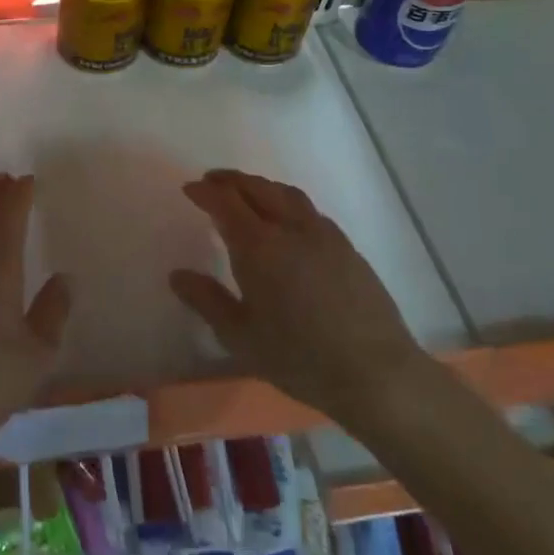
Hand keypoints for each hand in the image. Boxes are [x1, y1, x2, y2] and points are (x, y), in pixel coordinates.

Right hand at [169, 169, 421, 416]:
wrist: (376, 373)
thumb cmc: (299, 358)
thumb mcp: (240, 336)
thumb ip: (206, 301)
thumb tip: (177, 275)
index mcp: (259, 246)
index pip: (226, 203)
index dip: (205, 192)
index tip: (190, 189)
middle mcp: (291, 229)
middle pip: (258, 188)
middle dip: (231, 181)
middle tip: (212, 181)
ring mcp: (324, 236)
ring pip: (287, 194)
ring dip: (261, 186)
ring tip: (247, 193)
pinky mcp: (347, 248)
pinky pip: (310, 211)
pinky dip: (288, 203)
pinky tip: (287, 221)